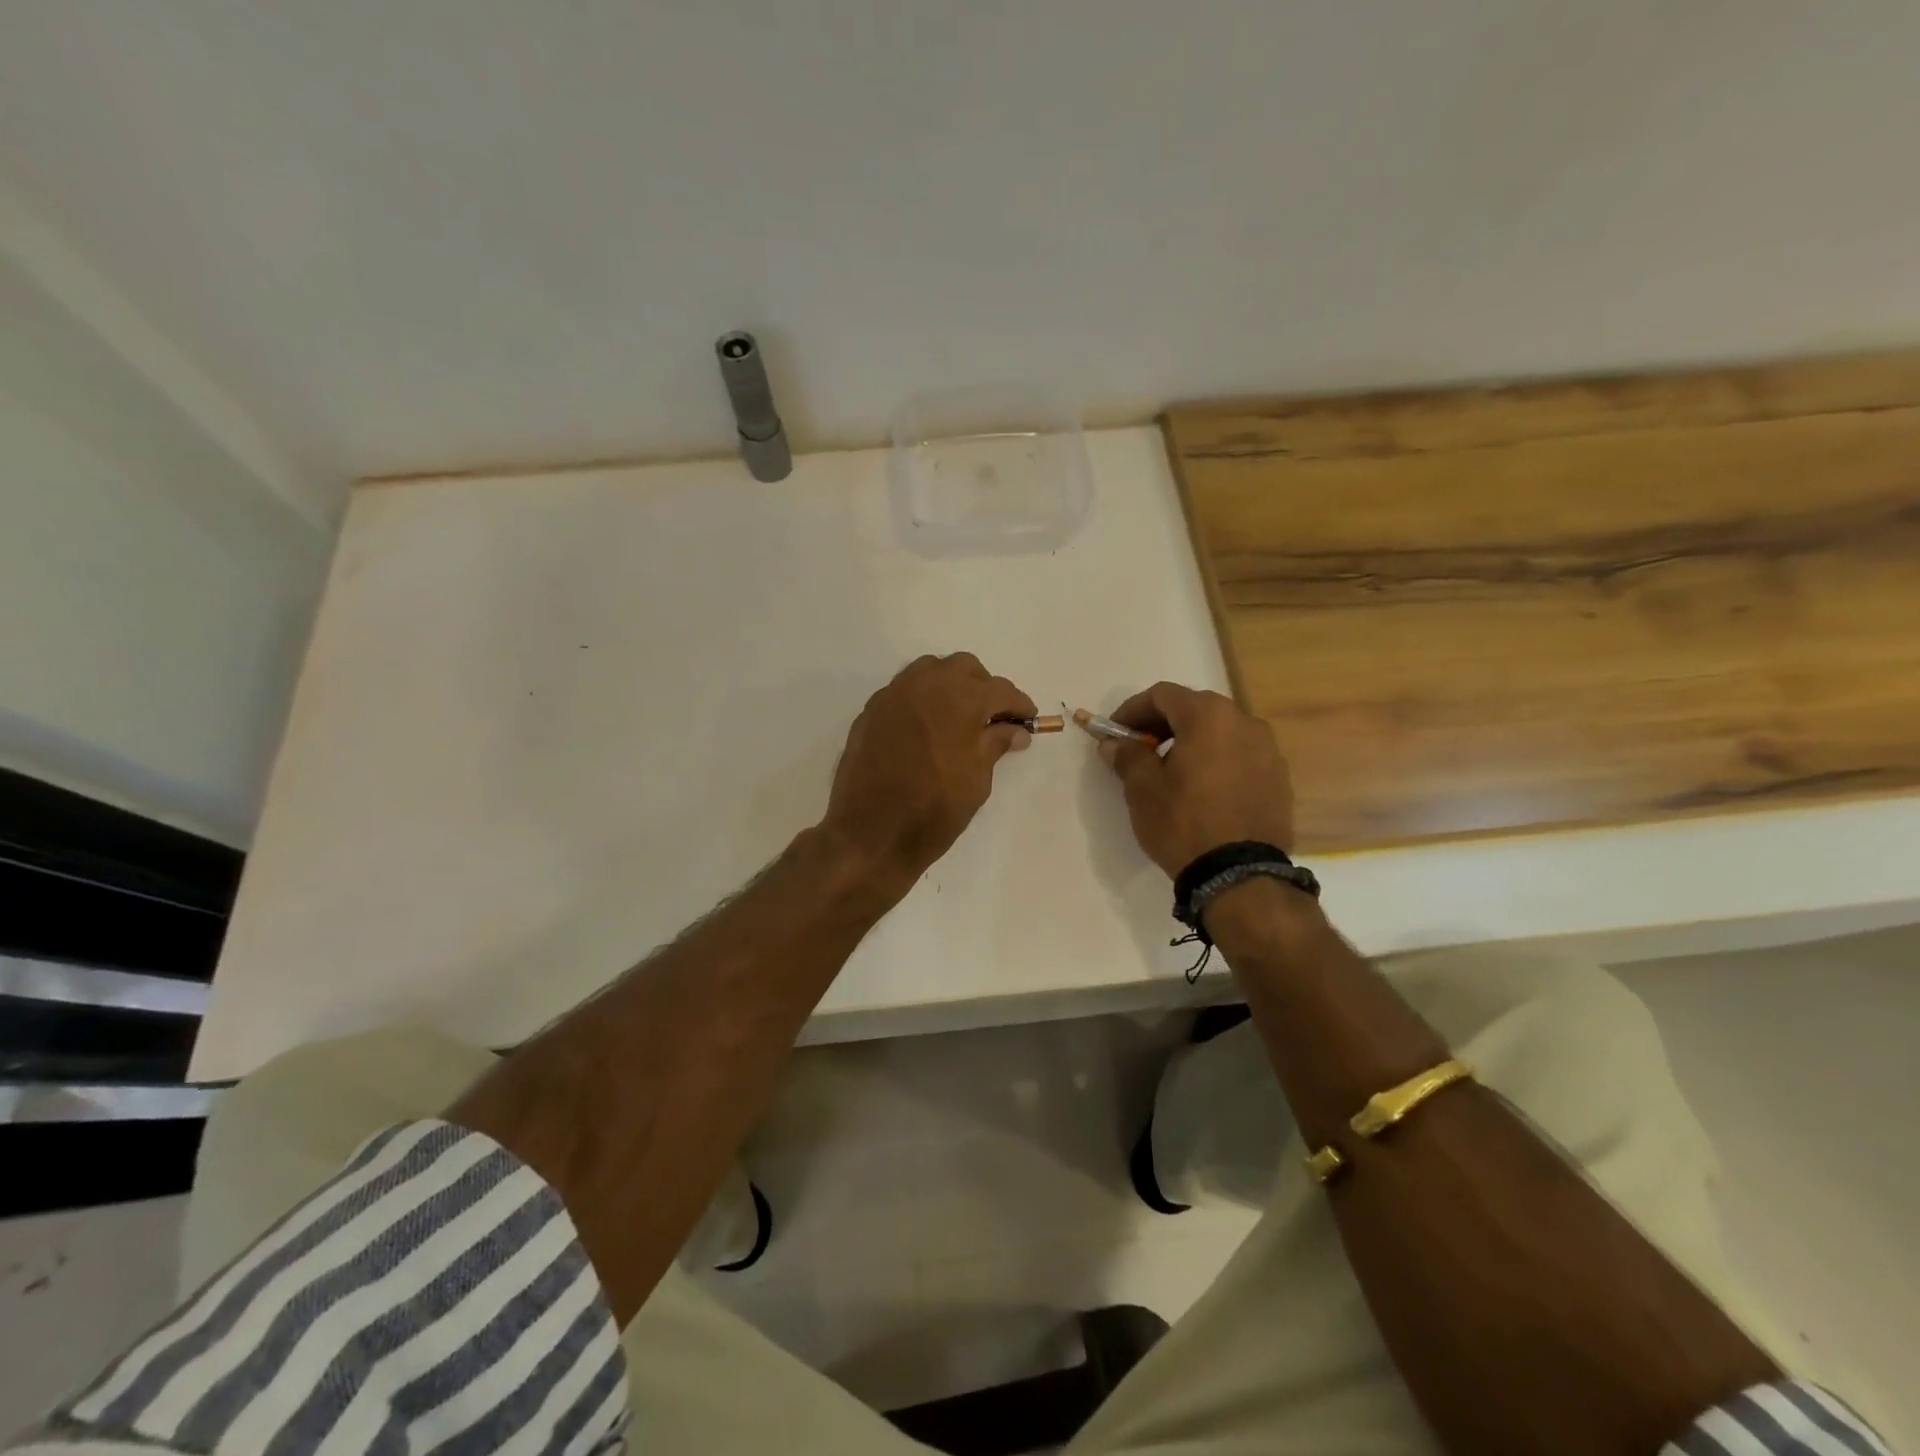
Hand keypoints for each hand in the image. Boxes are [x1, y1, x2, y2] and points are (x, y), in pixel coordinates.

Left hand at [822, 653, 1036, 893]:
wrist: (871, 833)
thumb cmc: (934, 810)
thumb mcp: (977, 780)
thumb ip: (996, 745)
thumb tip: (1015, 730)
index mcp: (960, 699)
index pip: (1000, 690)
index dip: (1018, 705)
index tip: (1027, 721)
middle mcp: (927, 684)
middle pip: (965, 668)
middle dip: (984, 687)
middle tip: (992, 717)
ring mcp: (894, 694)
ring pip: (931, 670)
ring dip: (950, 685)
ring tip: (958, 718)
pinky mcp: (872, 710)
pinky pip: (905, 690)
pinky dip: (923, 699)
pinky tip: (927, 727)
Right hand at [1099, 682, 1294, 877]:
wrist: (1240, 874)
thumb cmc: (1184, 822)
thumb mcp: (1143, 789)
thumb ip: (1127, 756)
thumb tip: (1114, 743)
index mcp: (1208, 716)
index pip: (1163, 695)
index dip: (1133, 709)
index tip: (1115, 733)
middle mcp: (1244, 722)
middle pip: (1195, 708)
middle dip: (1162, 723)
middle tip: (1140, 749)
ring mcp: (1268, 750)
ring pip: (1221, 731)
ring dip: (1192, 741)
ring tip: (1171, 771)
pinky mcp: (1279, 777)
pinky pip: (1240, 755)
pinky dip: (1216, 760)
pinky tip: (1202, 789)